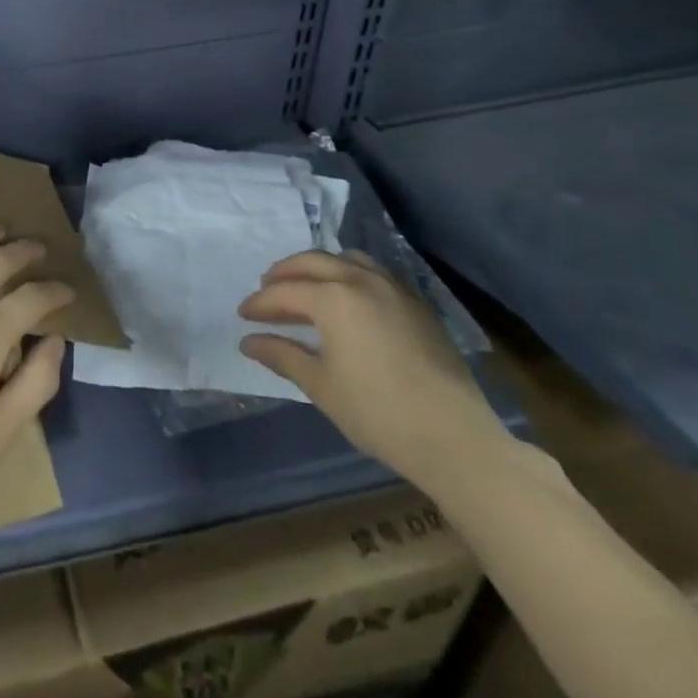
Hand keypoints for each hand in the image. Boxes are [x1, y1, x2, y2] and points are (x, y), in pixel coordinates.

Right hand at [238, 250, 513, 492]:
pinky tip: (346, 300)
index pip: (284, 292)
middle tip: (265, 291)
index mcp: (333, 298)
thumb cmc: (377, 412)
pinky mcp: (417, 304)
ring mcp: (394, 288)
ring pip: (345, 259)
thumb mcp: (320, 385)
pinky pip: (373, 272)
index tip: (242, 316)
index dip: (259, 303)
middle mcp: (361, 280)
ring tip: (303, 287)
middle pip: (311, 262)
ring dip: (317, 268)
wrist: (455, 438)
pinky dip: (349, 275)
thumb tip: (248, 341)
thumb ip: (282, 355)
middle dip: (283, 274)